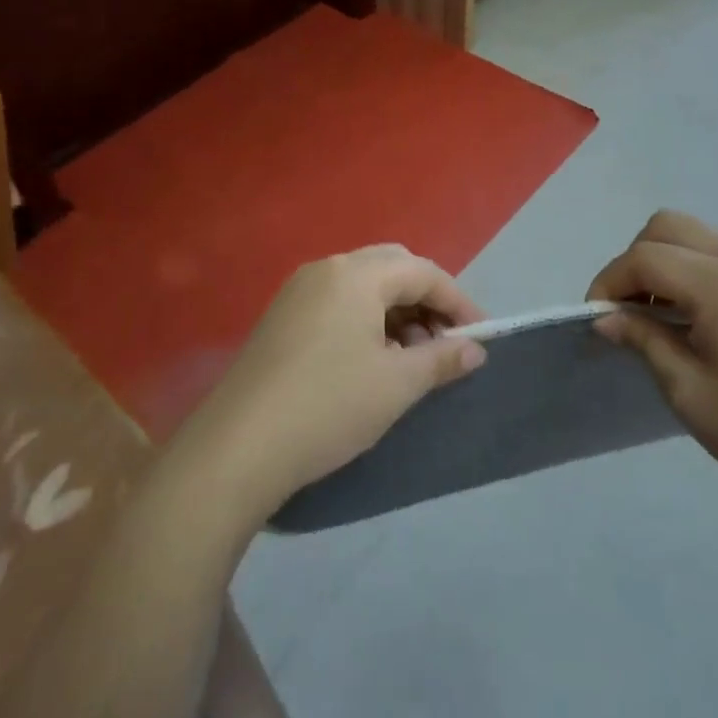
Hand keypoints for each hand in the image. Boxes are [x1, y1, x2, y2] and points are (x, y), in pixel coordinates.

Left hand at [183, 245, 488, 522]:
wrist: (237, 448)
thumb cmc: (328, 406)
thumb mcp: (396, 385)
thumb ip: (441, 360)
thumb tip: (474, 350)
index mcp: (356, 274)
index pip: (423, 272)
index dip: (458, 301)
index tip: (480, 337)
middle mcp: (326, 269)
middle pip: (392, 269)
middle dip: (426, 301)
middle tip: (444, 342)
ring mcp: (298, 292)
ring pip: (363, 287)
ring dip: (396, 312)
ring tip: (411, 358)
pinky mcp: (281, 319)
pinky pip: (337, 304)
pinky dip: (366, 321)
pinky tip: (371, 361)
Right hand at [587, 211, 717, 516]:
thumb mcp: (689, 392)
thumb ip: (643, 340)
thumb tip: (606, 318)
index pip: (646, 257)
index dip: (609, 281)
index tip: (596, 317)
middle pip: (672, 226)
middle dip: (637, 258)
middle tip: (629, 308)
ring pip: (706, 238)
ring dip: (672, 263)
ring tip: (665, 316)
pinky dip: (705, 274)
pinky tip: (710, 325)